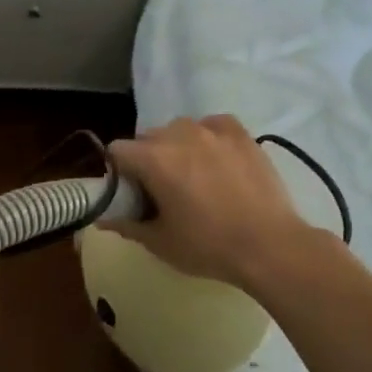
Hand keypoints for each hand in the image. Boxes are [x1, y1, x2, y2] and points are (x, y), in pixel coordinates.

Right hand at [106, 115, 321, 291]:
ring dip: (176, 146)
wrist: (269, 246)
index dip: (118, 170)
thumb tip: (102, 217)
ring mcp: (213, 130)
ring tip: (192, 174)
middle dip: (146, 159)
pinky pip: (212, 124)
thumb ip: (126, 224)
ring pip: (179, 129)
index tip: (130, 192)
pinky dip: (207, 137)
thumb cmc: (208, 246)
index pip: (117, 150)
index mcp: (153, 159)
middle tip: (160, 189)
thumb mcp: (159, 242)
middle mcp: (179, 135)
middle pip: (147, 138)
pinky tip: (215, 159)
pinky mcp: (240, 134)